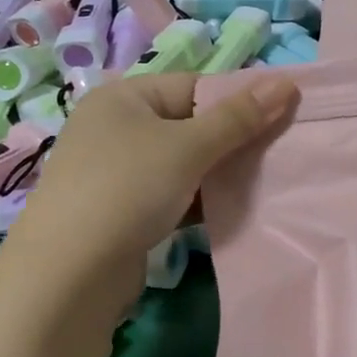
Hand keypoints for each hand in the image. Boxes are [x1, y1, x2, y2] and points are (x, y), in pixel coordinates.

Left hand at [7, 70, 298, 326]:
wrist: (70, 273)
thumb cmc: (129, 189)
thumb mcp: (189, 146)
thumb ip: (239, 117)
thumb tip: (286, 83)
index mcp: (123, 97)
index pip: (194, 86)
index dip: (237, 100)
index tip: (280, 119)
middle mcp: (115, 128)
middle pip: (189, 124)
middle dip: (231, 140)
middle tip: (275, 154)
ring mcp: (115, 172)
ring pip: (182, 163)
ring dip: (216, 173)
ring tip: (258, 183)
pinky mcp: (120, 210)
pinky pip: (169, 193)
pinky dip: (196, 200)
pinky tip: (226, 210)